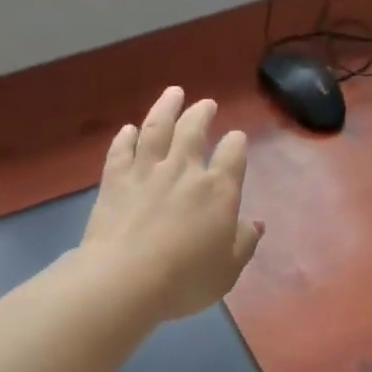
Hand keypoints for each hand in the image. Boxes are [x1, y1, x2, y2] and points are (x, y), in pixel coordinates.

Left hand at [82, 86, 263, 321]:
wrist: (124, 279)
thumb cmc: (185, 279)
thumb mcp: (228, 270)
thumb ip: (244, 242)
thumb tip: (256, 223)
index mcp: (218, 189)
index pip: (233, 153)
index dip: (236, 143)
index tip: (236, 138)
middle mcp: (184, 169)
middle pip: (194, 130)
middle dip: (202, 113)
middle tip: (206, 104)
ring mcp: (146, 170)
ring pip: (157, 128)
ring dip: (166, 107)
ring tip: (173, 93)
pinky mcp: (115, 179)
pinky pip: (121, 150)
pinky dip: (126, 137)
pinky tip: (129, 129)